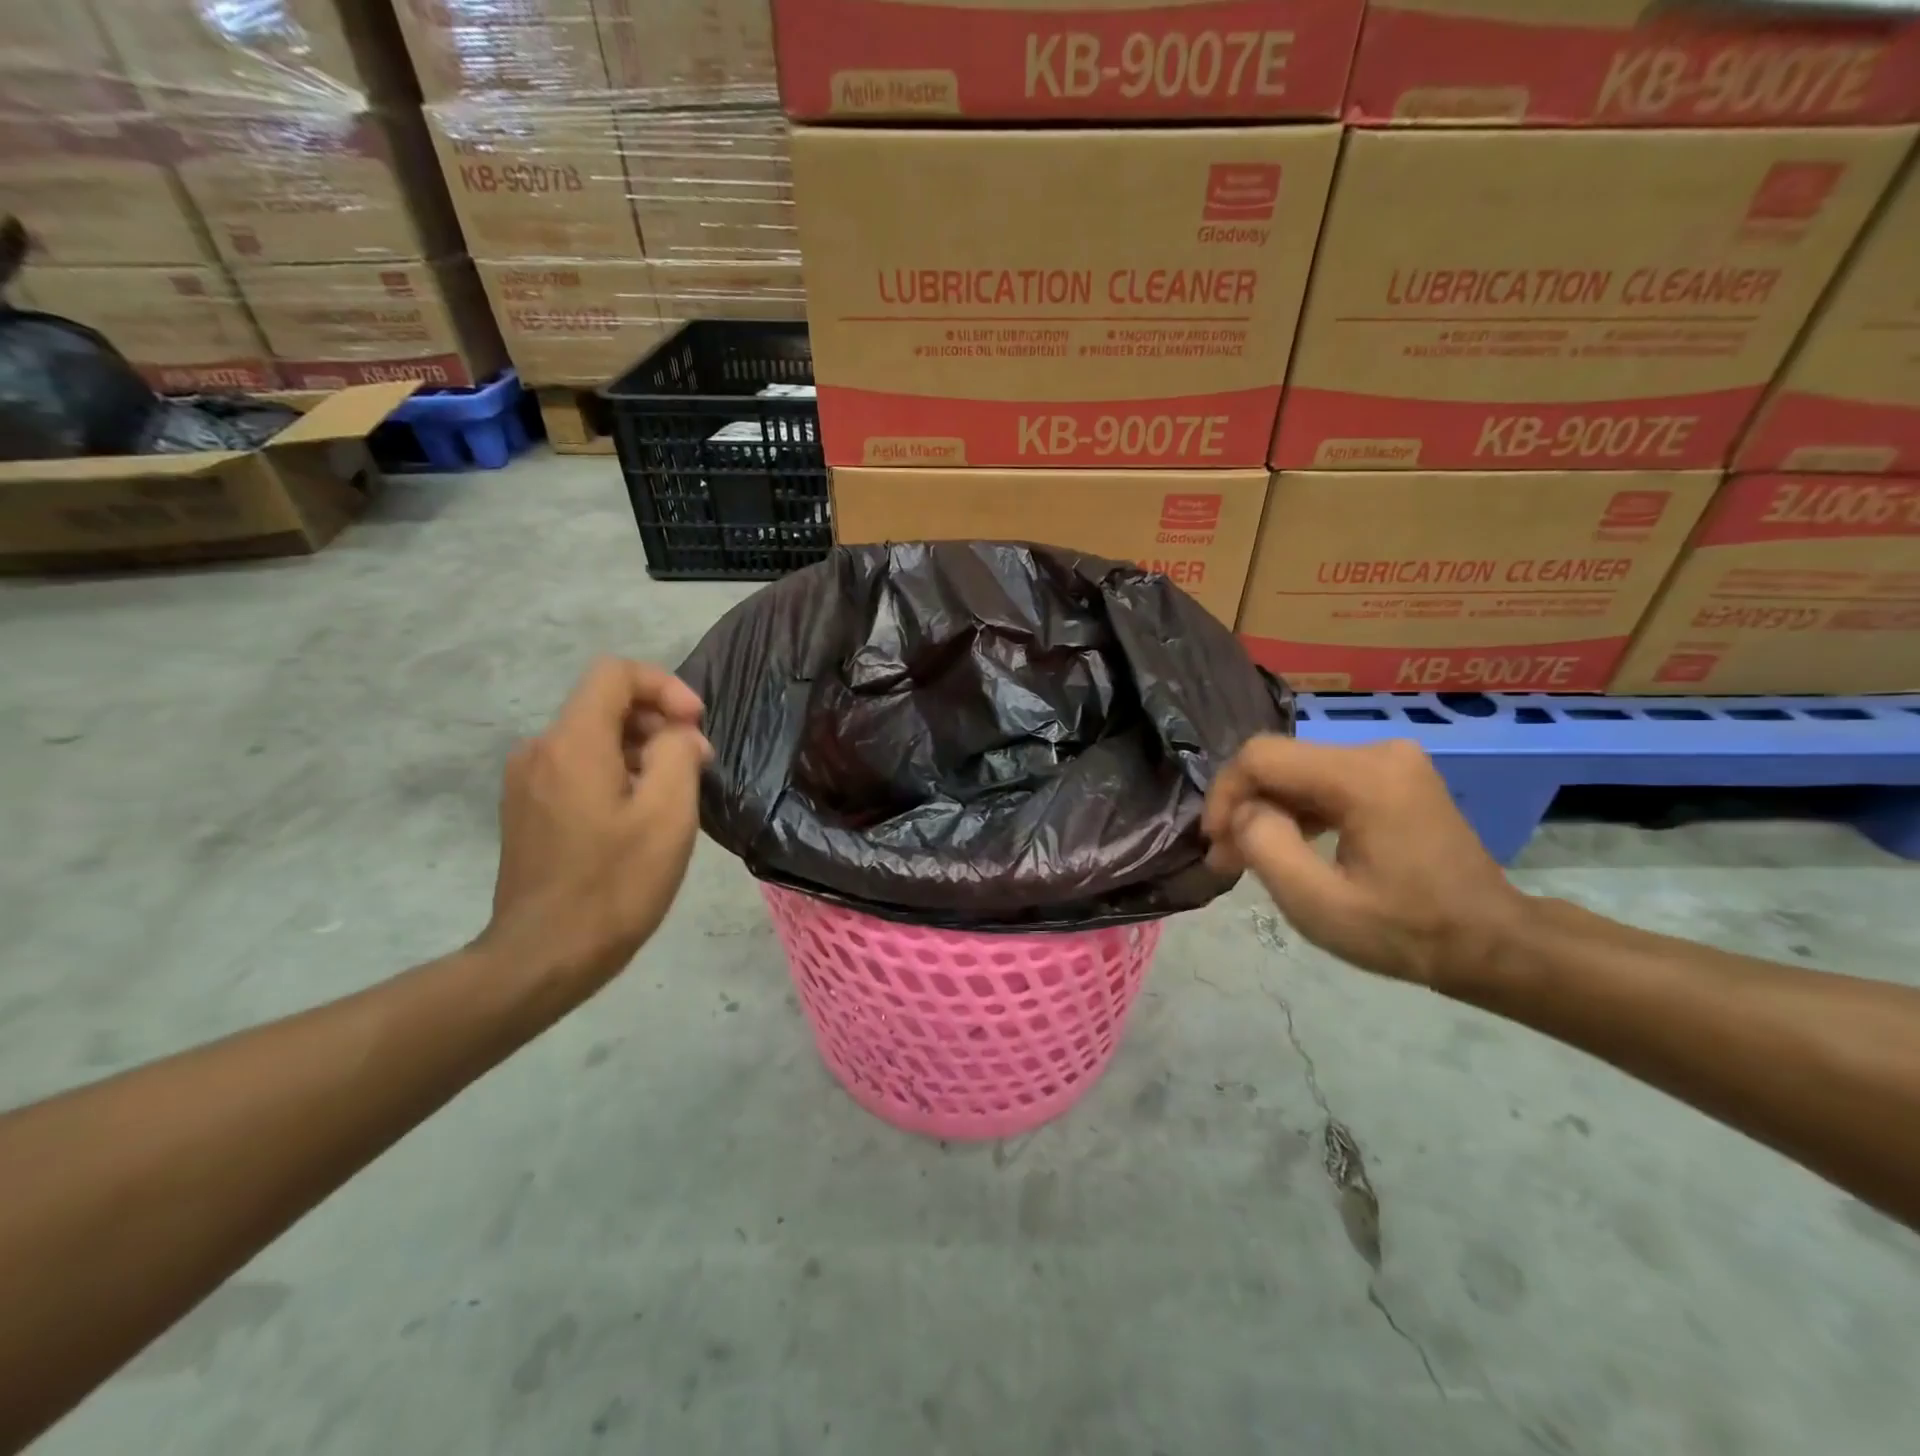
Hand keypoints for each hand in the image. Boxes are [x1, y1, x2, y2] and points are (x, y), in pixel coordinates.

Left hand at [480, 658, 711, 997]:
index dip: (665, 686)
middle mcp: (540, 750)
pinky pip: (577, 769)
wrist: (543, 957)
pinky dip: (615, 774)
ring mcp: (526, 782)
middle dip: (658, 723)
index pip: (615, 673)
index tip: (696, 725)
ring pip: (593, 739)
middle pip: (604, 705)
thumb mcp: (668, 815)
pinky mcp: (526, 811)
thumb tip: (676, 736)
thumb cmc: (615, 884)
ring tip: (673, 796)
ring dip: (640, 752)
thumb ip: (677, 754)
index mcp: (572, 742)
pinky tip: (638, 818)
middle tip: (696, 766)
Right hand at [1203, 737, 1525, 989]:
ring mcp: (1390, 760)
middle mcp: (1377, 752)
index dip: (1224, 794)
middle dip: (1243, 807)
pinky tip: (1290, 846)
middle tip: (1227, 859)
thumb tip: (1244, 812)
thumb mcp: (1319, 904)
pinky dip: (1297, 811)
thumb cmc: (1406, 932)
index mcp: (1362, 776)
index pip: (1261, 757)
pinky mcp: (1394, 776)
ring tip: (1250, 858)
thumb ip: (1265, 846)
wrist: (1494, 944)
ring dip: (1267, 810)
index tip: (1215, 843)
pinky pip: (1323, 781)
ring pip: (1297, 771)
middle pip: (1279, 762)